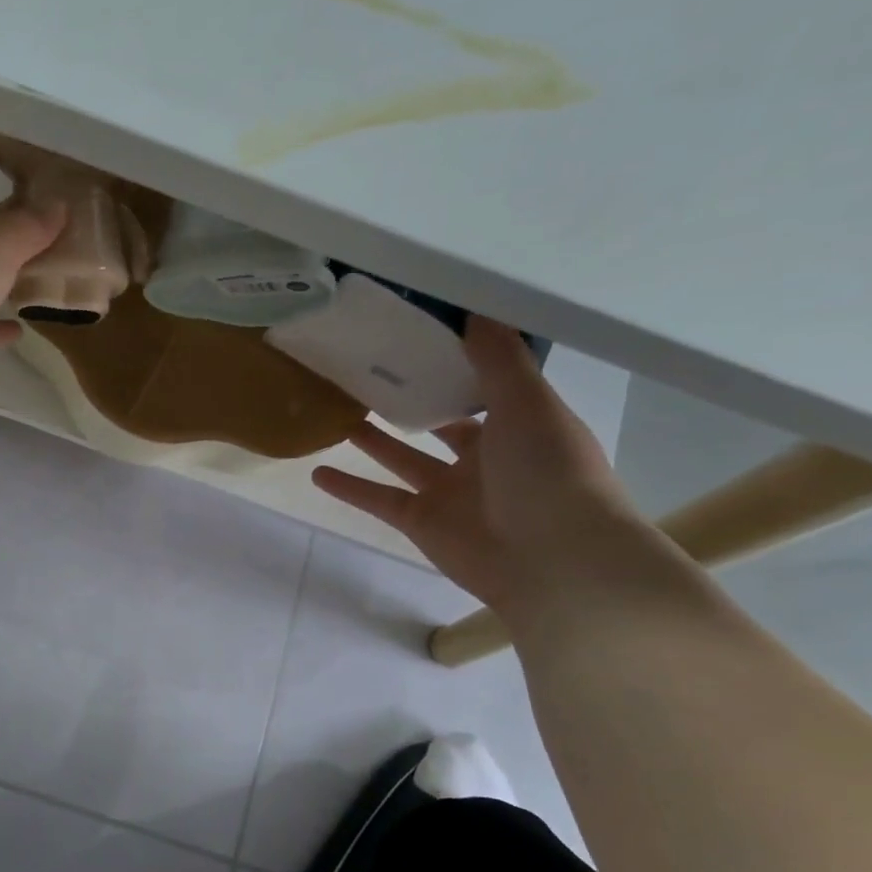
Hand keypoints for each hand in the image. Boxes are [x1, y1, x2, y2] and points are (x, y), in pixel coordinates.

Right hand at [313, 320, 639, 613]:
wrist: (555, 560)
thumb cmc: (550, 472)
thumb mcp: (528, 404)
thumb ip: (499, 360)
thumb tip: (475, 311)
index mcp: (518, 426)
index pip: (481, 388)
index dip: (453, 365)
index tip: (415, 338)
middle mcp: (484, 458)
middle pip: (438, 423)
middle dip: (409, 402)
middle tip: (365, 374)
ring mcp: (450, 493)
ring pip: (402, 459)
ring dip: (372, 440)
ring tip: (336, 414)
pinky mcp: (421, 522)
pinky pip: (378, 499)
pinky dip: (348, 488)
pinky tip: (316, 472)